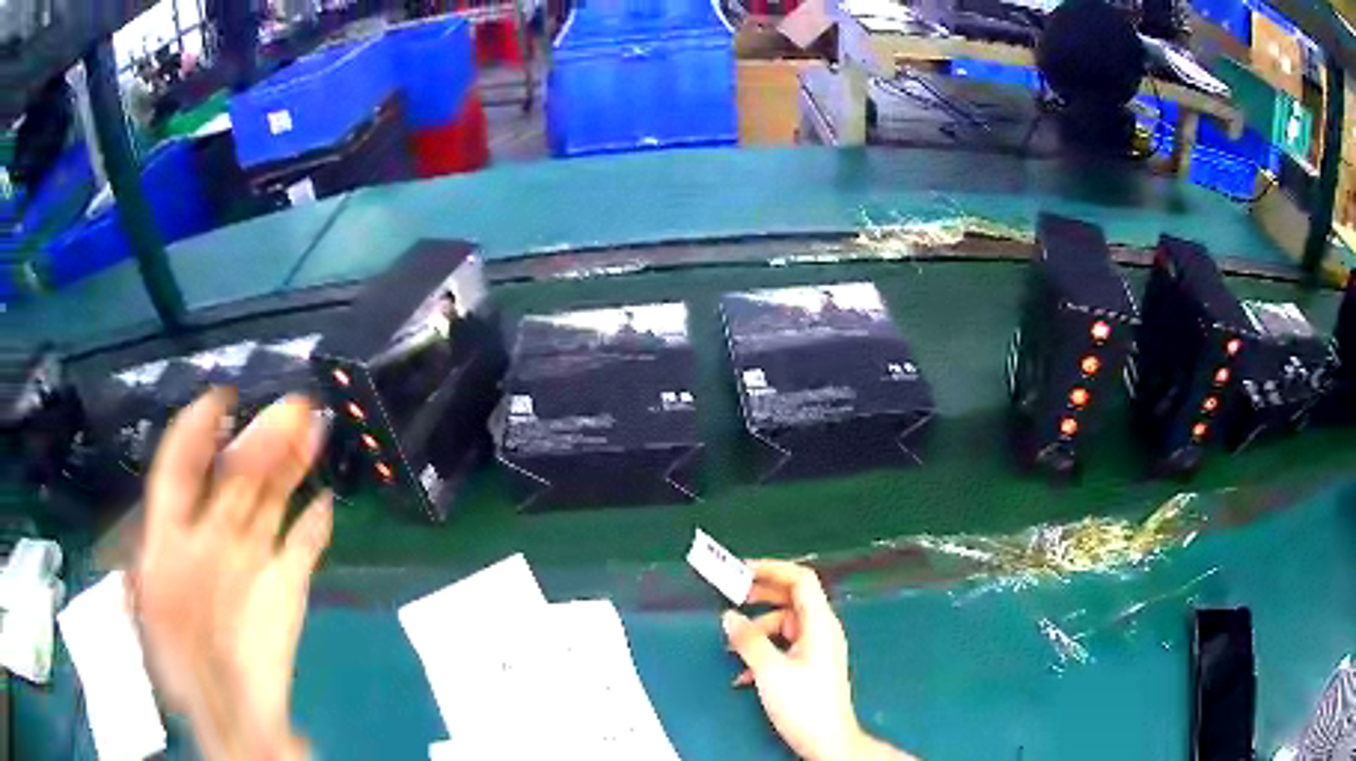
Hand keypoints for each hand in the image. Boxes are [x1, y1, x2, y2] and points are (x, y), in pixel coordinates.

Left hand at [129, 390, 330, 760]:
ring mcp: (250, 561)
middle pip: (234, 477)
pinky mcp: (286, 587)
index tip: (222, 400)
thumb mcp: (160, 615)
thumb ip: (172, 563)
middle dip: (261, 440)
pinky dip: (315, 528)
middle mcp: (210, 538)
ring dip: (292, 467)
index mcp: (172, 538)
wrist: (234, 723)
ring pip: (270, 500)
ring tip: (315, 432)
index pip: (179, 470)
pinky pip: (302, 548)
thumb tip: (172, 529)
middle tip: (294, 409)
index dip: (196, 431)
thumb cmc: (187, 673)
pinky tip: (326, 506)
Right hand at [723, 561, 914, 760]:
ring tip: (731, 646)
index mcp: (819, 624)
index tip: (741, 570)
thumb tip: (729, 616)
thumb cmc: (804, 704)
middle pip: (792, 599)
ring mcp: (816, 649)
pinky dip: (763, 651)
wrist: (827, 741)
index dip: (772, 569)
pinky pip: (784, 647)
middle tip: (731, 597)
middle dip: (760, 597)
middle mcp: (821, 630)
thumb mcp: (770, 671)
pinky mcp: (809, 666)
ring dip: (757, 631)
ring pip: (784, 626)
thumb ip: (748, 640)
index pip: (801, 580)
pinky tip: (743, 673)